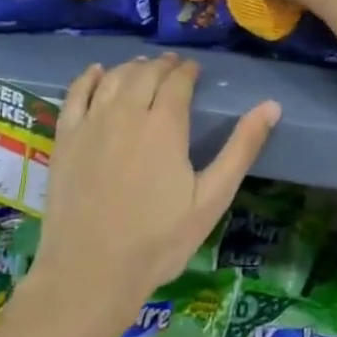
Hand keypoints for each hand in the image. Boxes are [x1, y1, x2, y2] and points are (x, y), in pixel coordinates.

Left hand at [34, 55, 278, 332]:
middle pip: (145, 73)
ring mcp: (91, 123)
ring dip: (132, 67)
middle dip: (163, 65)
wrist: (90, 271)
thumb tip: (271, 106)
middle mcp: (126, 113)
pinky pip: (76, 93)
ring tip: (143, 66)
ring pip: (114, 78)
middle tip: (173, 66)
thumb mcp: (211, 199)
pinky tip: (98, 73)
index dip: (188, 70)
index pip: (178, 81)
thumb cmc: (158, 241)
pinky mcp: (65, 138)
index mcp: (164, 125)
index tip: (195, 69)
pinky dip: (89, 77)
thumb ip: (241, 149)